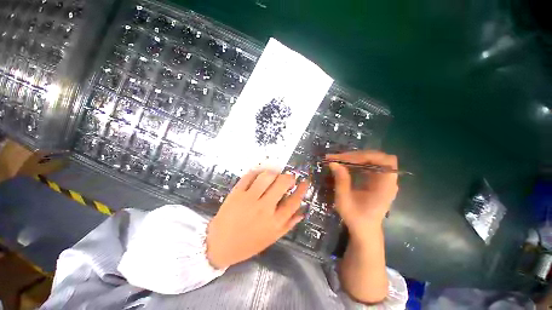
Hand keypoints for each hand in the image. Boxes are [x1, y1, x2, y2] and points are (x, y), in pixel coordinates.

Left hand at [206, 170, 308, 268]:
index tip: (305, 182)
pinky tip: (260, 174)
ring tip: (275, 175)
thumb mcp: (271, 238)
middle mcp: (264, 208)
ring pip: (267, 176)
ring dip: (274, 172)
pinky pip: (249, 176)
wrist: (219, 245)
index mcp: (274, 222)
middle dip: (289, 177)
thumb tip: (302, 212)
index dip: (302, 189)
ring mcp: (249, 199)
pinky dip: (258, 171)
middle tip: (289, 177)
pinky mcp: (236, 193)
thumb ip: (288, 225)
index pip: (294, 201)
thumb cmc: (247, 244)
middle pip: (282, 184)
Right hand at [326, 151, 398, 237]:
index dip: (366, 156)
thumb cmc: (356, 218)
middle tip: (339, 158)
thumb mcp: (344, 201)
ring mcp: (384, 180)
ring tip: (340, 159)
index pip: (385, 161)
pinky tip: (347, 165)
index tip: (346, 159)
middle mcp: (388, 181)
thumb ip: (341, 180)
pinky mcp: (378, 180)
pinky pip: (370, 165)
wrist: (365, 230)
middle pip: (379, 157)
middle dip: (358, 155)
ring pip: (374, 159)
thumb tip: (333, 163)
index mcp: (386, 187)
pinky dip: (358, 162)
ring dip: (357, 157)